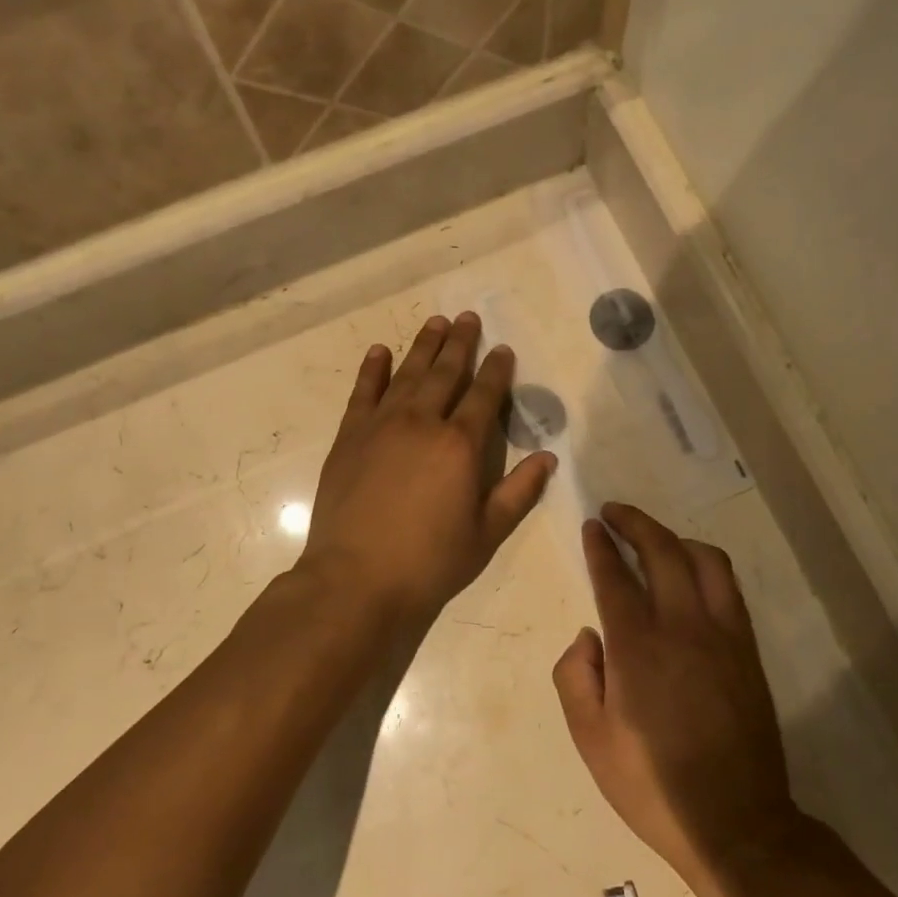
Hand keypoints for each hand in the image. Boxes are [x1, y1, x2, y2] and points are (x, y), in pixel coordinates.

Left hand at [302, 315, 555, 629]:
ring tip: (436, 322)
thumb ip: (518, 492)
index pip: (484, 396)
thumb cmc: (429, 562)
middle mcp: (422, 423)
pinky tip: (380, 351)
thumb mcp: (486, 533)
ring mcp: (381, 425)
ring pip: (407, 374)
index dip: (496, 370)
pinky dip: (373, 369)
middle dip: (460, 344)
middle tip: (468, 318)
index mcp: (460, 445)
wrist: (356, 579)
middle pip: (445, 373)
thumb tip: (547, 458)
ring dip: (423, 346)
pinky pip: (363, 392)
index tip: (502, 349)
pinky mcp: (350, 436)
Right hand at [554, 504, 801, 896]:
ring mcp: (723, 635)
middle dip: (635, 523)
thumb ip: (575, 678)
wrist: (736, 823)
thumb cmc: (651, 785)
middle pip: (662, 551)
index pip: (615, 577)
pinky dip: (706, 565)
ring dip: (675, 538)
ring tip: (654, 539)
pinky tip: (692, 574)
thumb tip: (588, 637)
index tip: (592, 526)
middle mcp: (682, 628)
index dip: (601, 547)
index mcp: (637, 649)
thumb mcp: (590, 741)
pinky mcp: (747, 650)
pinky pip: (729, 587)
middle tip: (615, 513)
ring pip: (704, 560)